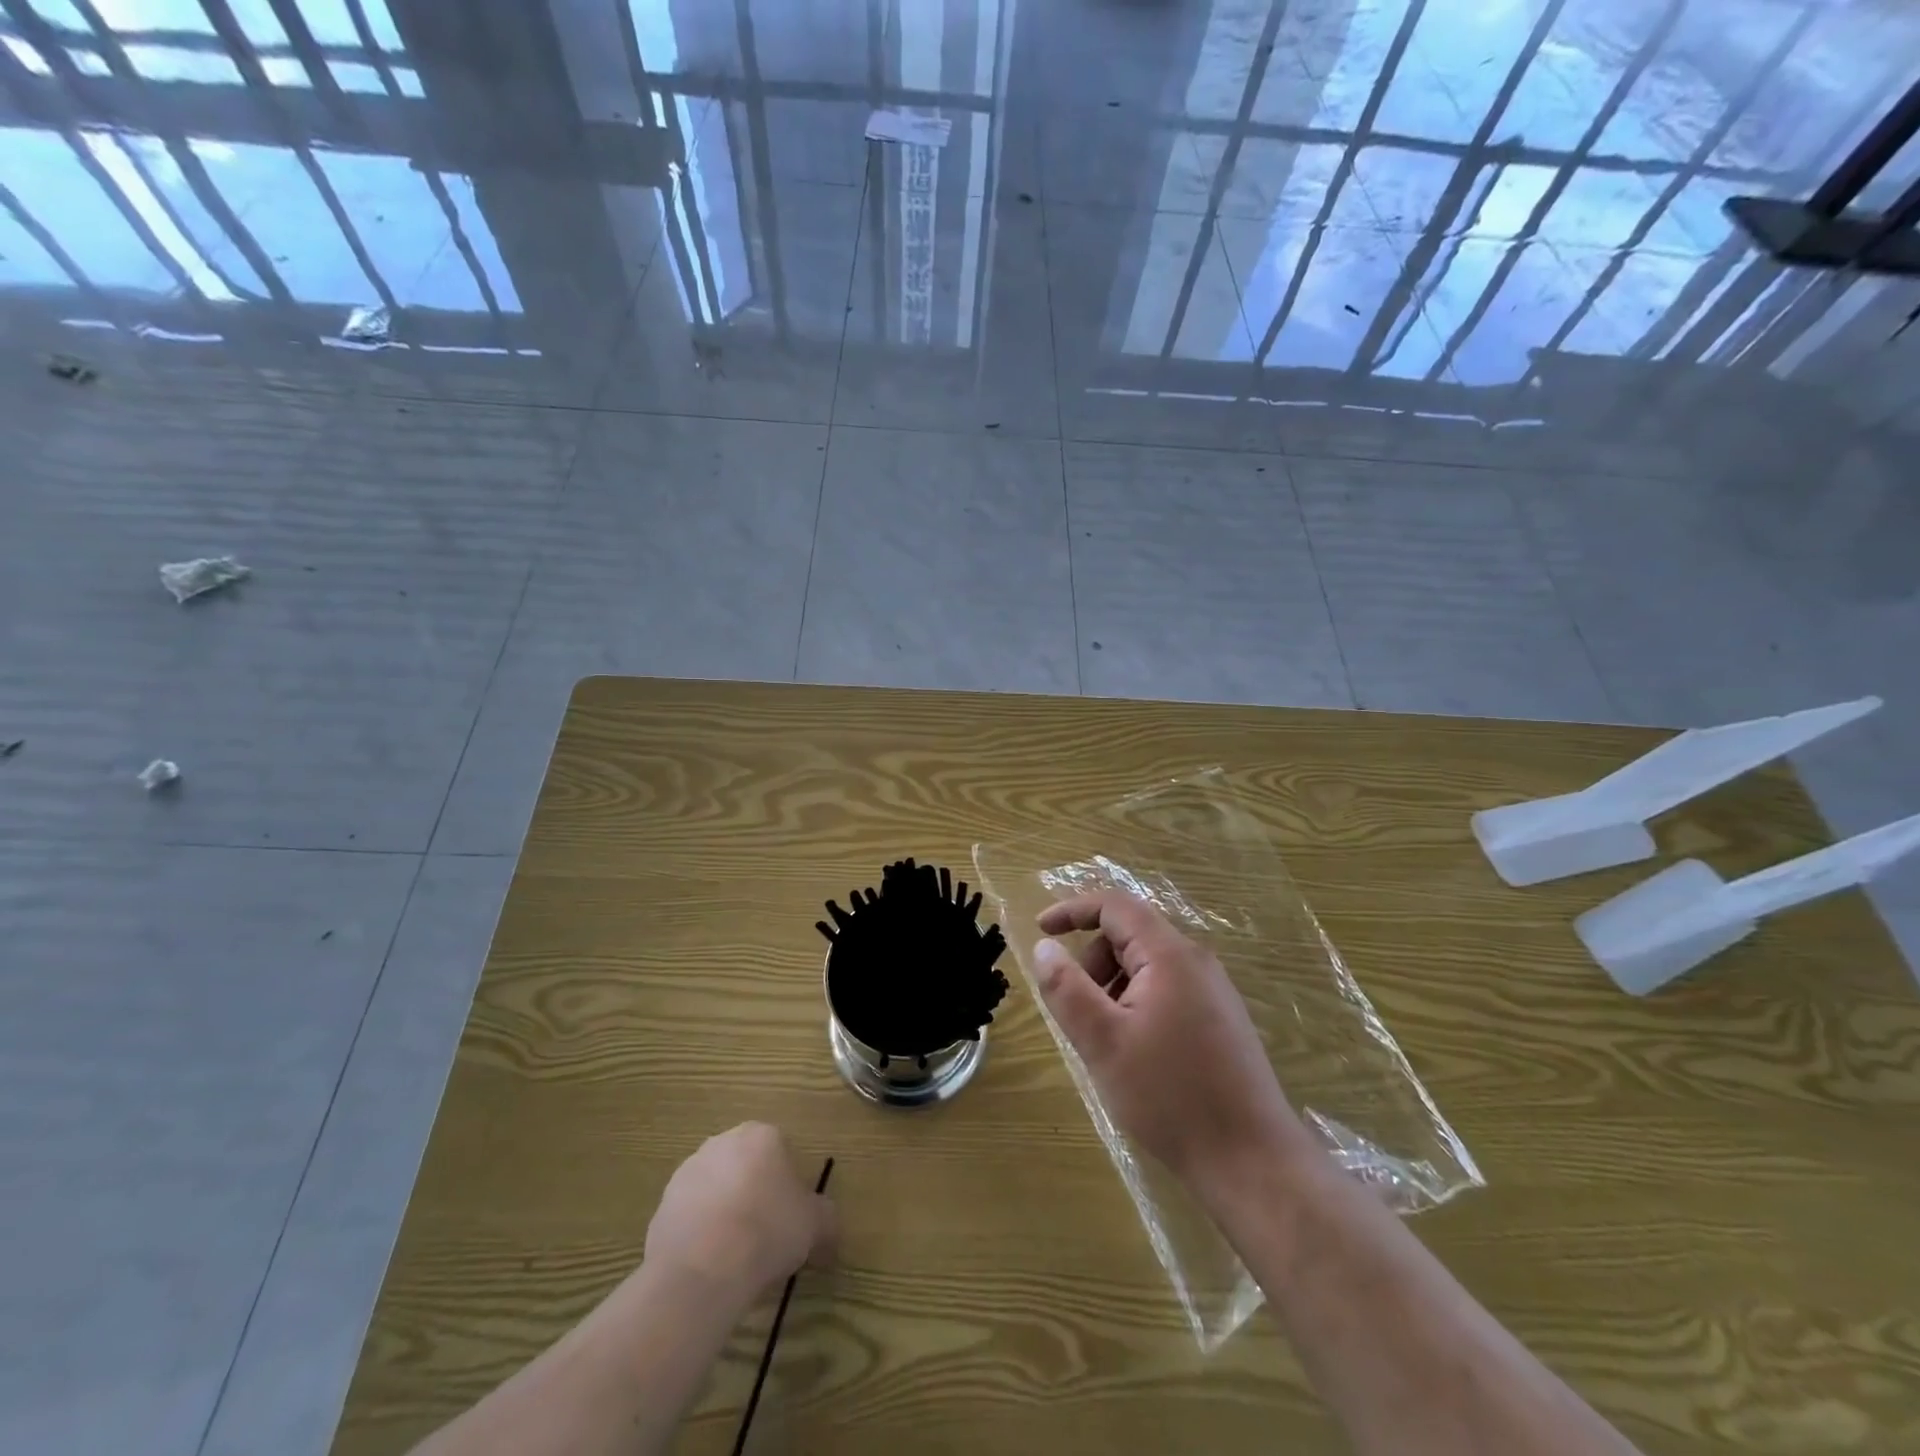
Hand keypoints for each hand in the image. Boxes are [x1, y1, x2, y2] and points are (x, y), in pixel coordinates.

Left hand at [645, 1123, 836, 1309]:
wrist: (702, 1270)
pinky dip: (701, 1233)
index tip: (792, 1218)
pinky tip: (710, 1263)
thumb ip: (826, 1218)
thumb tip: (828, 1228)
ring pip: (717, 1189)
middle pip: (747, 1166)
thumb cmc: (768, 1231)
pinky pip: (691, 1215)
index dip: (789, 1187)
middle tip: (766, 1235)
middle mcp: (723, 1141)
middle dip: (755, 1194)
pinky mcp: (662, 1204)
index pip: (782, 1152)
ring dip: (726, 1211)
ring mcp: (688, 1171)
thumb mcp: (815, 1225)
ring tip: (735, 1255)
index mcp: (762, 1134)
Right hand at [1033, 893, 1307, 1201]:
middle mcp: (1196, 962)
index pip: (1115, 906)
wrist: (1253, 1162)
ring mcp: (1214, 991)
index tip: (1040, 929)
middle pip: (1131, 934)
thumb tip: (1044, 948)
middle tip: (1076, 1009)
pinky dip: (1136, 1003)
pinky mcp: (1220, 1019)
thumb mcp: (1103, 1042)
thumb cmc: (1171, 1096)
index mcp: (1170, 955)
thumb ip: (1067, 989)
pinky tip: (1134, 1051)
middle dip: (1092, 960)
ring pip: (1147, 965)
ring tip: (1104, 1038)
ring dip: (1113, 985)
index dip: (1073, 910)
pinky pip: (1166, 989)